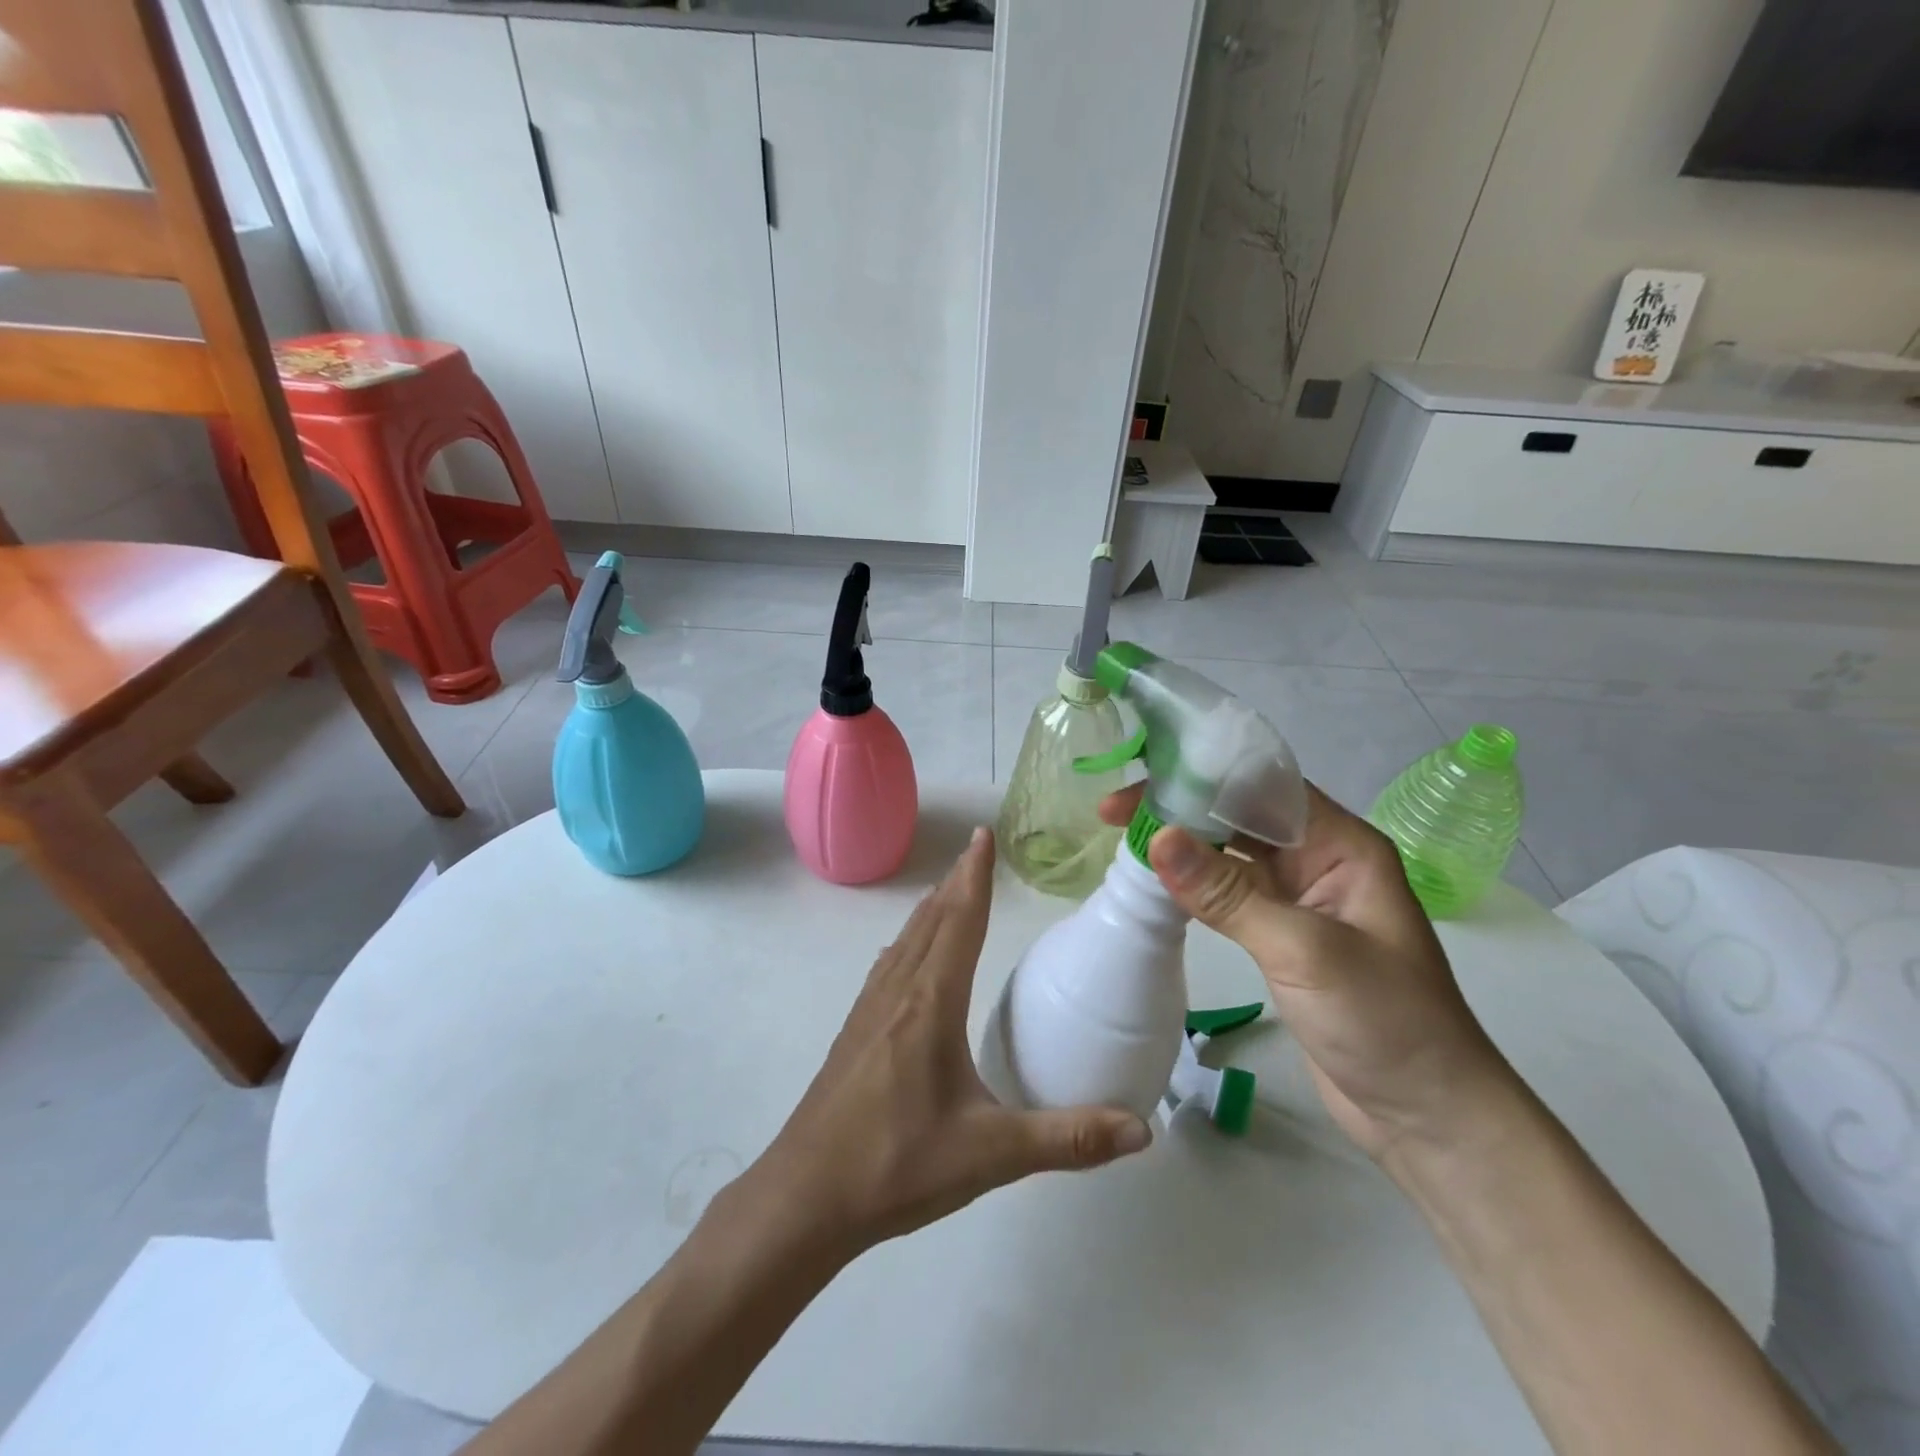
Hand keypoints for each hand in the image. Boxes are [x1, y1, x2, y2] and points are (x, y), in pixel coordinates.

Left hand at [749, 828, 1150, 1254]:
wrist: (806, 1197)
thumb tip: (1140, 1131)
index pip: (960, 923)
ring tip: (949, 890)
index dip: (975, 878)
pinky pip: (888, 966)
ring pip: (906, 941)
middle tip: (977, 851)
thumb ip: (1066, 1139)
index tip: (983, 836)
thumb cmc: (897, 1166)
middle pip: (931, 921)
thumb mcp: (990, 1155)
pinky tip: (907, 956)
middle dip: (956, 882)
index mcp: (931, 1004)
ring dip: (931, 909)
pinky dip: (908, 941)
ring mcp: (870, 1010)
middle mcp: (898, 993)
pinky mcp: (854, 1032)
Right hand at [1100, 785, 1516, 1162]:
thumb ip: (1228, 894)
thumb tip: (1157, 837)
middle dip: (1181, 808)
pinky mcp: (1281, 934)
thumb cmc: (1385, 1022)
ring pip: (1231, 853)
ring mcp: (1300, 898)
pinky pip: (1230, 892)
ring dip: (1183, 845)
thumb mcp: (1304, 950)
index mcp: (1342, 845)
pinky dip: (1193, 884)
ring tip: (1124, 840)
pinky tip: (1157, 884)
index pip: (1263, 787)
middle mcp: (1320, 860)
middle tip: (1113, 813)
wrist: (1427, 1116)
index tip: (1140, 784)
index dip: (1200, 777)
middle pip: (1241, 815)